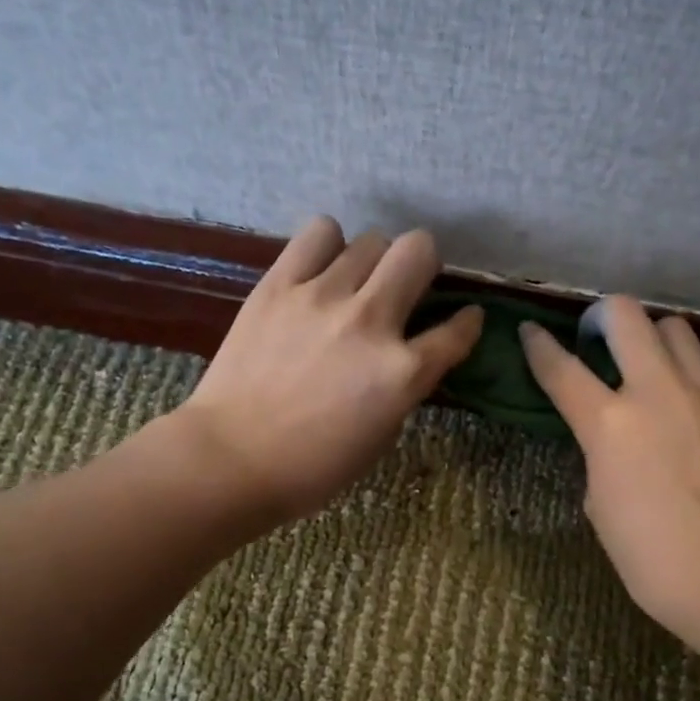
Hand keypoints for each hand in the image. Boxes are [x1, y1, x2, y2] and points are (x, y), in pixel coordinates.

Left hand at [175, 217, 482, 522]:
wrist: (231, 459)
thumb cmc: (312, 466)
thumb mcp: (381, 436)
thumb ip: (404, 386)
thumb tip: (409, 354)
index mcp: (402, 373)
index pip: (457, 330)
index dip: (467, 322)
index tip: (463, 319)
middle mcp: (371, 322)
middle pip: (418, 250)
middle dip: (423, 266)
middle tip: (405, 289)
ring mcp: (322, 297)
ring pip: (370, 240)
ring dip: (373, 262)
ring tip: (354, 284)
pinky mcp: (279, 285)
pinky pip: (319, 234)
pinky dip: (328, 246)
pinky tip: (321, 270)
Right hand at [519, 297, 699, 638]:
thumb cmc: (653, 558)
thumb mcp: (601, 505)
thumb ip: (600, 457)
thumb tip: (612, 440)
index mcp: (609, 424)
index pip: (561, 368)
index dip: (538, 346)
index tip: (530, 331)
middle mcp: (656, 392)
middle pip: (626, 316)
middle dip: (601, 317)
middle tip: (597, 340)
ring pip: (674, 329)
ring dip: (650, 337)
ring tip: (645, 367)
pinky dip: (683, 374)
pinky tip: (682, 410)